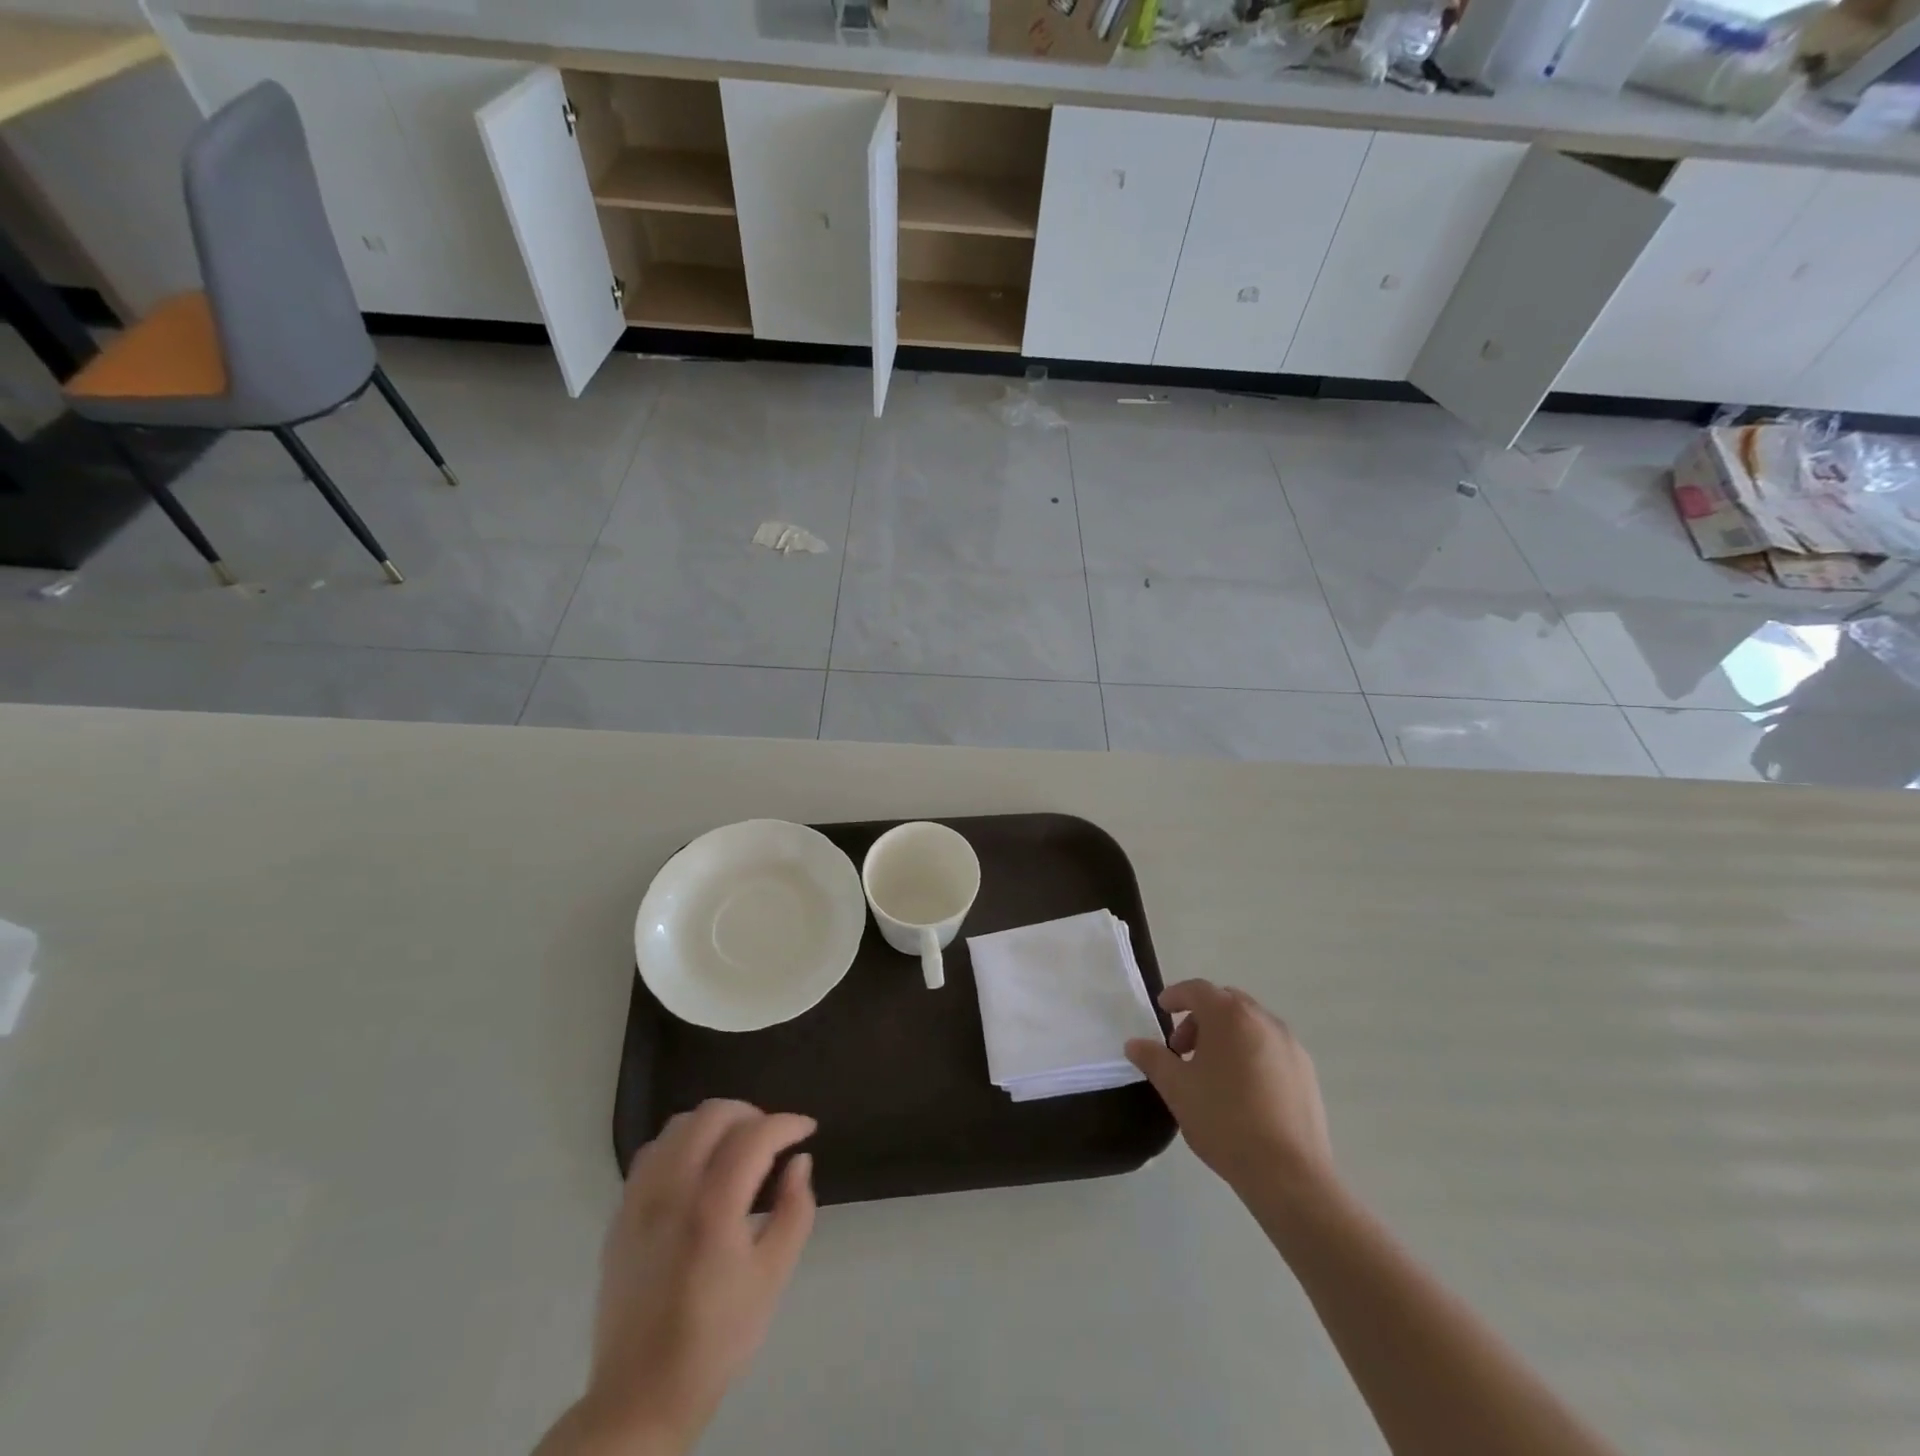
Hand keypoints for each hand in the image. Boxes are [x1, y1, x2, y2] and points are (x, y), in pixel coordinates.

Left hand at [560, 1100, 816, 1455]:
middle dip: (752, 1114)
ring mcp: (640, 1199)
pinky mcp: (621, 1214)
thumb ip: (794, 1211)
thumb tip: (799, 1162)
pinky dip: (682, 1143)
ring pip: (679, 1124)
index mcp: (713, 1207)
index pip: (755, 1135)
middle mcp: (673, 1190)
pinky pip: (653, 1152)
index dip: (787, 1123)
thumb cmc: (716, 1339)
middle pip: (713, 1114)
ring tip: (737, 1148)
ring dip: (715, 1124)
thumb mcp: (772, 1278)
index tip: (807, 1130)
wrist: (641, 1396)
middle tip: (773, 1138)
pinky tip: (698, 1168)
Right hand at [1125, 980, 1333, 1199]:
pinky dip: (1251, 1052)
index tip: (1162, 1009)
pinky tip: (1243, 1090)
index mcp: (1229, 1016)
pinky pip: (1271, 1047)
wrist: (1288, 1173)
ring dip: (1226, 1035)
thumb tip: (1134, 1044)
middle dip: (1200, 1018)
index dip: (1176, 996)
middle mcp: (1263, 1020)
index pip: (1197, 989)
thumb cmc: (1224, 1120)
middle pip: (1226, 1003)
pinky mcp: (1306, 1072)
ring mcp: (1290, 1045)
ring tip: (1212, 1072)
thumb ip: (1153, 1059)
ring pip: (1250, 1025)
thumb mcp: (1177, 1088)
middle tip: (1182, 1048)